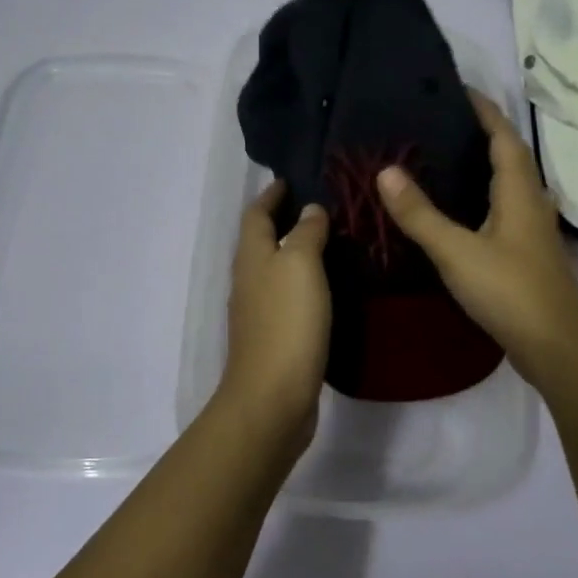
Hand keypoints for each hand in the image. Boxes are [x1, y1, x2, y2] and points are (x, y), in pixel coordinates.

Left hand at [216, 180, 330, 435]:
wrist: (273, 397)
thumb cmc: (287, 322)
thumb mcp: (300, 265)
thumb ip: (305, 233)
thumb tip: (309, 209)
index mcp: (251, 256)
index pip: (255, 214)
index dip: (271, 195)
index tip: (290, 180)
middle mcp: (249, 280)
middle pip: (260, 240)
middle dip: (282, 221)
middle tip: (319, 208)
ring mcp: (258, 312)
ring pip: (273, 269)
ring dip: (293, 252)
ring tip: (329, 242)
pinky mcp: (273, 338)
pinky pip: (286, 297)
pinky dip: (302, 283)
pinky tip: (326, 287)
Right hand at [376, 89, 577, 381]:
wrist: (556, 348)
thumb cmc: (509, 291)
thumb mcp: (456, 251)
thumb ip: (420, 213)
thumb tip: (386, 171)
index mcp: (519, 192)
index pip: (504, 137)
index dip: (485, 111)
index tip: (459, 90)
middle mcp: (532, 204)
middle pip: (510, 158)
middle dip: (483, 134)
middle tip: (442, 123)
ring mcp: (534, 232)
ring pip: (509, 186)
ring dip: (484, 167)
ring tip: (446, 159)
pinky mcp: (529, 256)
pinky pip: (505, 211)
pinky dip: (484, 198)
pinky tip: (461, 212)